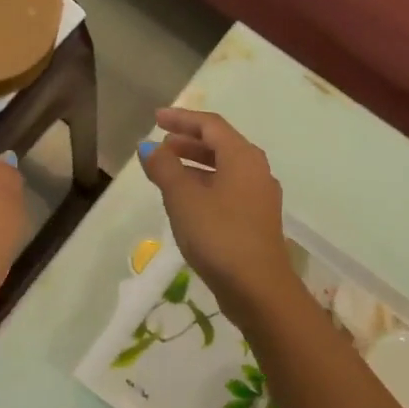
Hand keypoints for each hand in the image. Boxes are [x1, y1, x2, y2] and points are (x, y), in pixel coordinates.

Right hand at [141, 108, 295, 326]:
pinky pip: (228, 189)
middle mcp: (256, 170)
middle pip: (220, 144)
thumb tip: (148, 147)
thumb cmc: (219, 235)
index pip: (211, 125)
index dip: (181, 119)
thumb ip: (164, 168)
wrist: (258, 288)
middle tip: (160, 144)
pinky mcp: (256, 220)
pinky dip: (205, 184)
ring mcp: (259, 197)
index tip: (155, 119)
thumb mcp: (183, 198)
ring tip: (168, 170)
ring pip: (224, 169)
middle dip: (188, 141)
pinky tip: (187, 200)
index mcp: (243, 157)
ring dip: (196, 164)